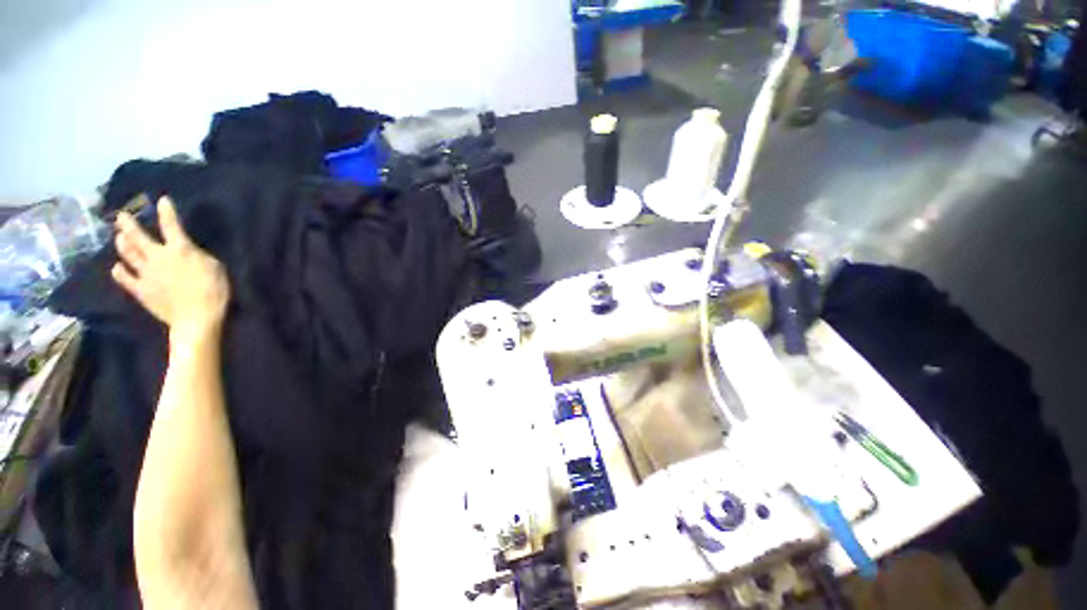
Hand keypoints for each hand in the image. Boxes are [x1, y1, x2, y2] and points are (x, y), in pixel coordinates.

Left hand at [112, 197, 229, 335]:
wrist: (196, 318)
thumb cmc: (214, 291)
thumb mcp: (215, 268)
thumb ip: (198, 256)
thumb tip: (187, 251)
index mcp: (180, 250)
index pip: (171, 225)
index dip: (166, 211)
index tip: (162, 200)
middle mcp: (158, 257)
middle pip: (138, 237)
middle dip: (128, 224)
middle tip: (121, 216)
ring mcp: (146, 274)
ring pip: (128, 254)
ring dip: (122, 243)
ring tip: (119, 236)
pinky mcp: (140, 290)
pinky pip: (125, 278)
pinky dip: (119, 271)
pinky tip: (117, 267)